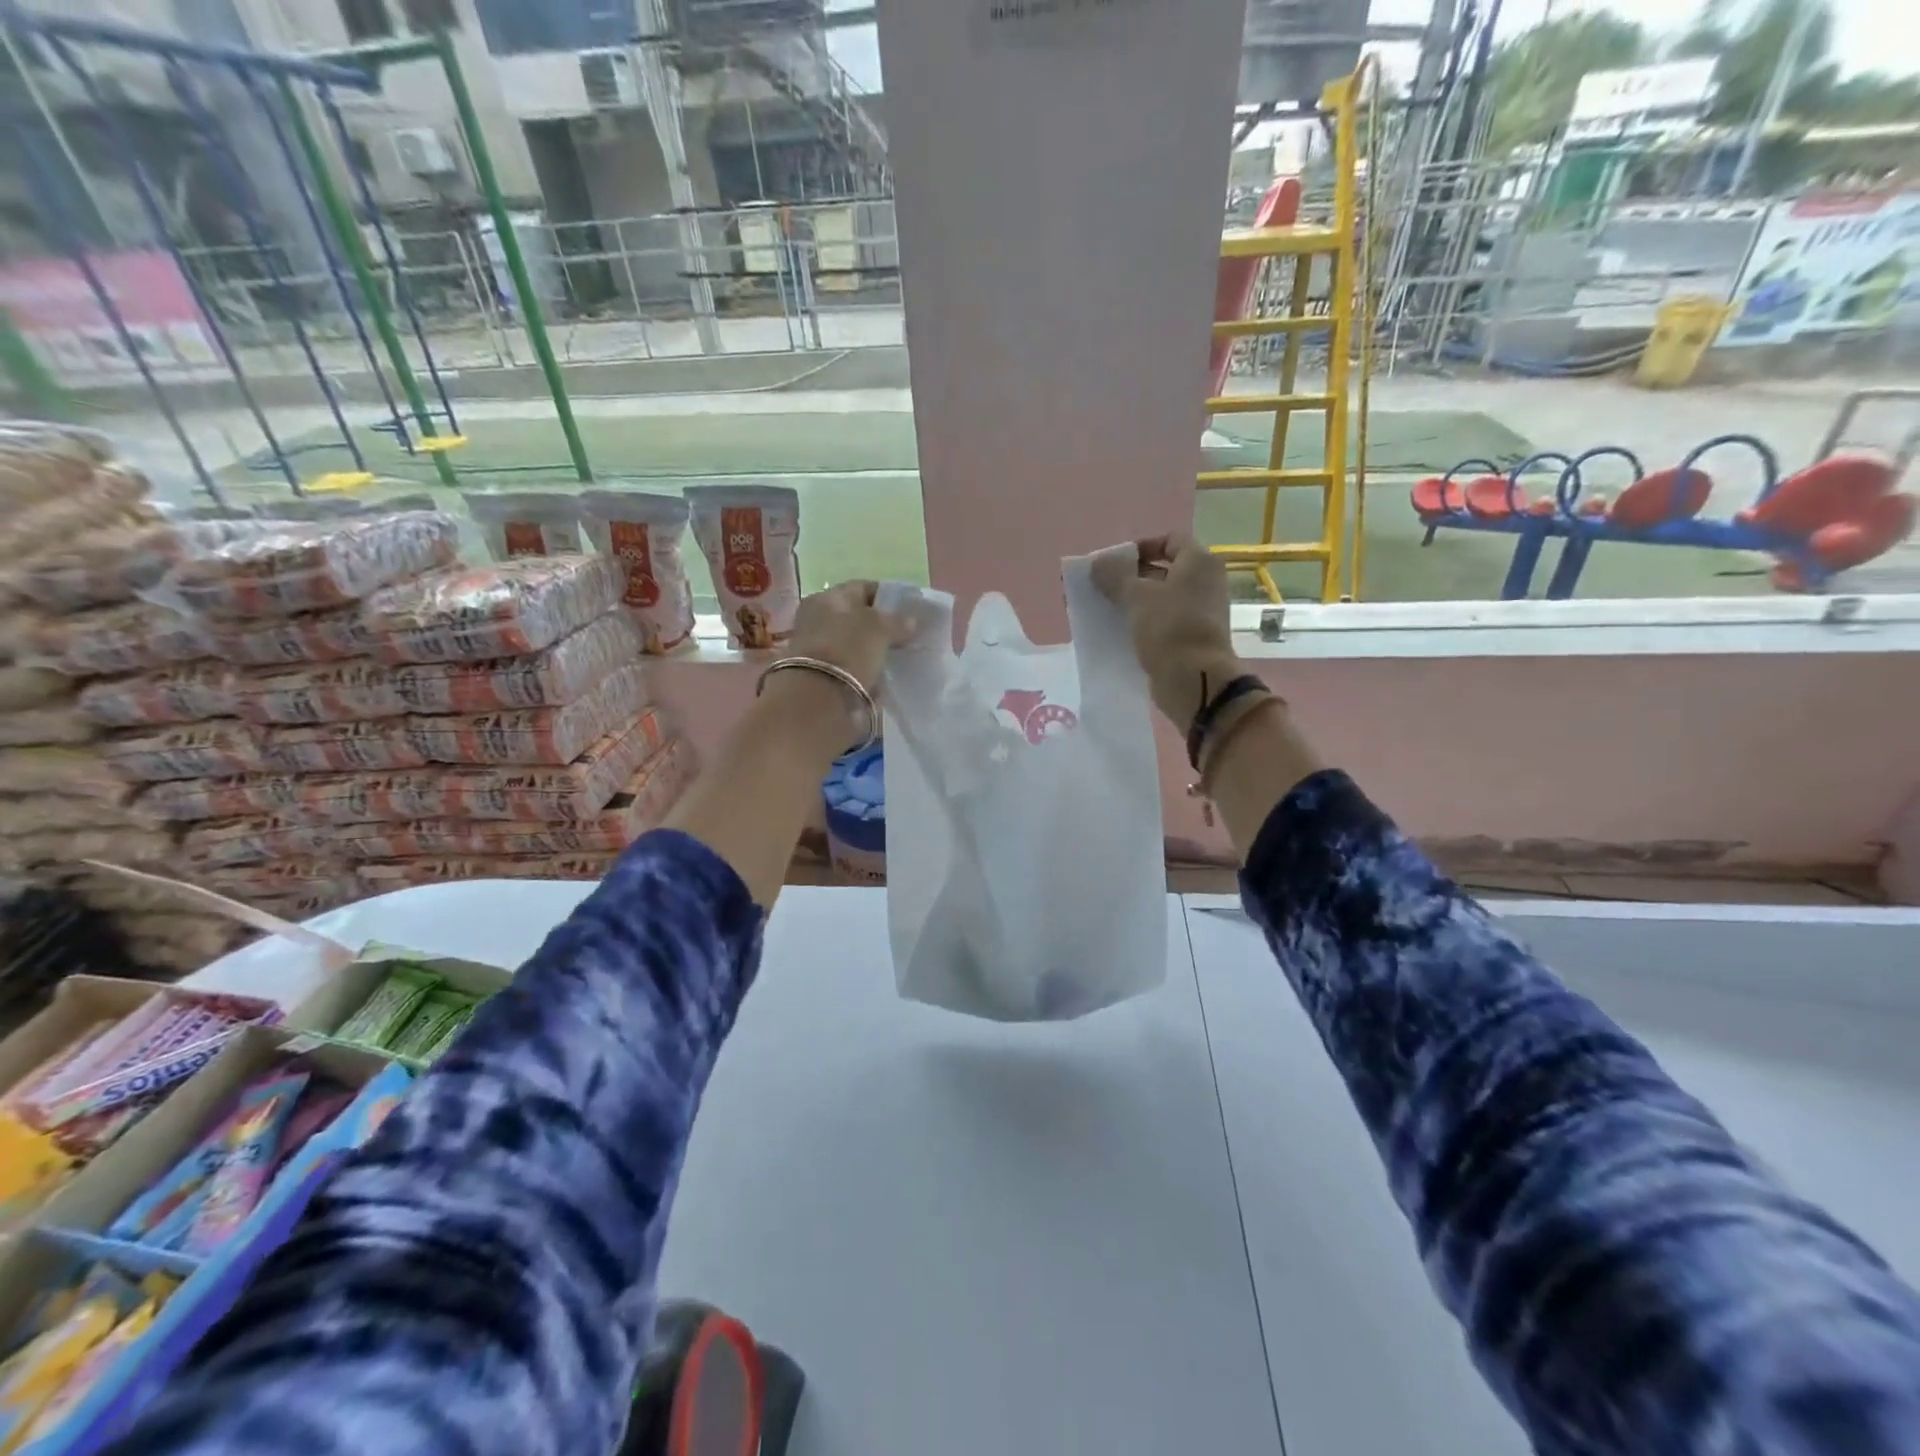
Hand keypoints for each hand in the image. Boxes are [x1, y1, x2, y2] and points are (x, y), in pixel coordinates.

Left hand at [785, 580, 904, 694]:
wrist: (817, 696)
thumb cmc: (849, 650)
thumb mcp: (880, 629)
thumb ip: (898, 622)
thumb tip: (911, 620)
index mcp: (829, 596)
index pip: (862, 588)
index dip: (887, 597)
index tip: (907, 611)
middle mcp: (816, 615)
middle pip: (855, 615)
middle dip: (877, 624)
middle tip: (902, 635)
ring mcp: (813, 644)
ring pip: (850, 640)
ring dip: (869, 647)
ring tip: (892, 656)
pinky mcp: (816, 672)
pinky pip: (846, 662)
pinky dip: (860, 666)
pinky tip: (876, 673)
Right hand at [1093, 534, 1241, 732]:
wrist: (1195, 681)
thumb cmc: (1170, 628)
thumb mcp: (1137, 596)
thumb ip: (1114, 575)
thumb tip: (1097, 563)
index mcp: (1199, 563)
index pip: (1169, 540)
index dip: (1140, 547)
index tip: (1114, 563)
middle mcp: (1204, 583)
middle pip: (1162, 570)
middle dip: (1129, 577)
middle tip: (1100, 587)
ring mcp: (1199, 612)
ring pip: (1159, 599)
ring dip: (1131, 602)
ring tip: (1102, 609)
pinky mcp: (1190, 638)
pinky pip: (1161, 622)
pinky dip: (1140, 623)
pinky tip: (1117, 631)